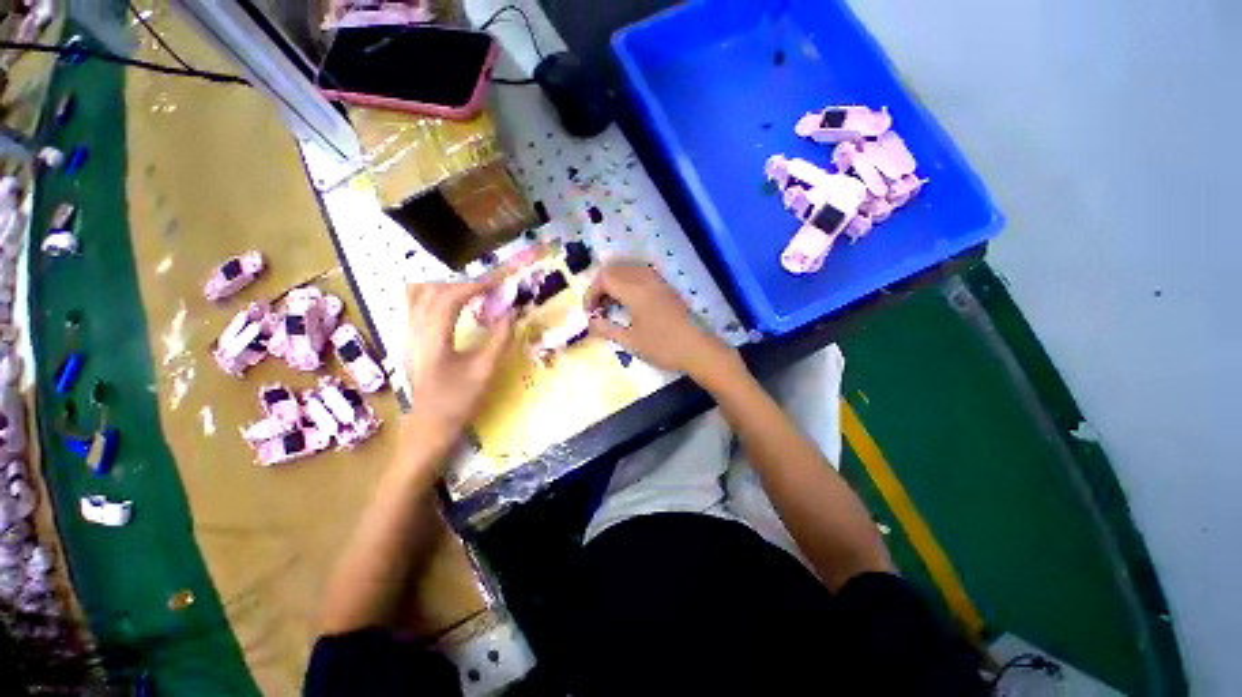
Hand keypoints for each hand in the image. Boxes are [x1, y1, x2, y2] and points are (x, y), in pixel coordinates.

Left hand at [404, 277, 513, 438]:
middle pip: (431, 291)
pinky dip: (437, 298)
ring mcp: (408, 335)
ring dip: (447, 289)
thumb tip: (511, 313)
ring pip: (419, 296)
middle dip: (462, 285)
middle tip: (488, 291)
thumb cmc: (458, 400)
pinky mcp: (410, 340)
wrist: (430, 425)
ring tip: (472, 295)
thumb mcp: (485, 371)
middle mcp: (414, 331)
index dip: (474, 287)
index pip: (449, 298)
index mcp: (432, 338)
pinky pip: (417, 306)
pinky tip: (455, 308)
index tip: (497, 284)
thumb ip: (499, 340)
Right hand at [585, 262, 738, 379]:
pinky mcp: (666, 286)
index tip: (589, 313)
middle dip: (601, 285)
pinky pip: (641, 273)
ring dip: (615, 281)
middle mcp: (646, 279)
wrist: (698, 349)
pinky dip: (629, 281)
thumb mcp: (631, 342)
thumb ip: (607, 329)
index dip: (591, 293)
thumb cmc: (664, 347)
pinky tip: (630, 301)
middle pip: (615, 268)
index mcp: (636, 291)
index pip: (605, 278)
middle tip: (598, 307)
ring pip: (628, 268)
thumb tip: (589, 322)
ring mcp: (658, 281)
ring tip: (612, 303)